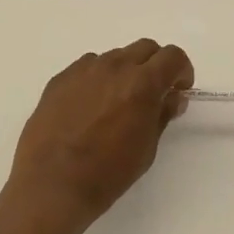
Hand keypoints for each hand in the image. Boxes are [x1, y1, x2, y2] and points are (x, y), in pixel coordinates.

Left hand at [7, 39, 194, 227]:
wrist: (52, 184)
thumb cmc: (107, 173)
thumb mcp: (146, 148)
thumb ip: (161, 114)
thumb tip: (172, 97)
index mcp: (141, 83)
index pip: (173, 56)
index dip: (181, 70)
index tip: (178, 90)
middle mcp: (114, 67)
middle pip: (145, 48)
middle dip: (155, 66)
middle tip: (152, 93)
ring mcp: (83, 70)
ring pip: (115, 57)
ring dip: (125, 71)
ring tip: (117, 102)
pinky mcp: (60, 78)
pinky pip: (88, 67)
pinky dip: (98, 78)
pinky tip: (90, 107)